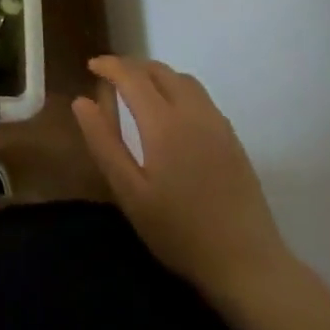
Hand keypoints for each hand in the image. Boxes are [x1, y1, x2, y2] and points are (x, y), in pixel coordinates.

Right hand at [73, 56, 290, 299]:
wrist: (248, 263)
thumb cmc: (179, 231)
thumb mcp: (129, 193)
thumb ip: (104, 143)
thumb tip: (81, 101)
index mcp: (164, 123)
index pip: (132, 76)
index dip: (109, 65)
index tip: (91, 66)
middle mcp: (193, 113)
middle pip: (160, 71)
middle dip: (132, 66)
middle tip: (109, 77)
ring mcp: (217, 124)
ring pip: (183, 80)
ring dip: (156, 75)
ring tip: (137, 90)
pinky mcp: (232, 138)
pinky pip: (200, 97)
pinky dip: (177, 89)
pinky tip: (170, 113)